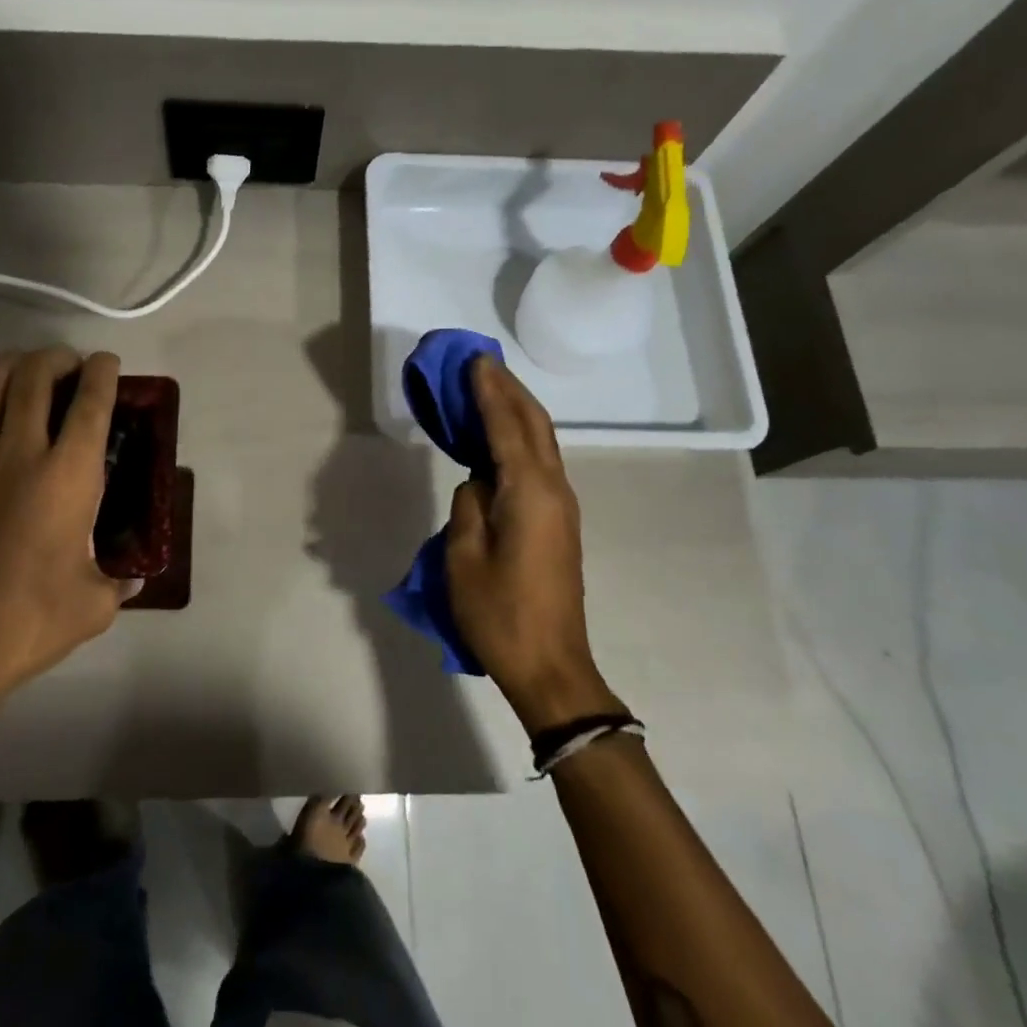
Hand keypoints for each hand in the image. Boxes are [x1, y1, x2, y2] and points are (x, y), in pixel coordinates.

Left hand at [0, 347, 132, 730]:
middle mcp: (18, 453)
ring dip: (12, 365)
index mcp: (67, 476)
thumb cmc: (27, 623)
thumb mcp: (93, 606)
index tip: (107, 363)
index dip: (102, 372)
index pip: (90, 402)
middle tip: (70, 367)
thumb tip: (133, 578)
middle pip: (34, 375)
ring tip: (27, 373)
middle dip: (57, 357)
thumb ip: (119, 583)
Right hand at [446, 357, 622, 733]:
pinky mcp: (559, 521)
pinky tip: (500, 436)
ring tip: (489, 387)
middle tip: (481, 363)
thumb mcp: (464, 557)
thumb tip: (477, 482)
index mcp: (529, 492)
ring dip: (517, 410)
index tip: (474, 360)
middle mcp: (554, 489)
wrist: (551, 666)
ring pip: (541, 441)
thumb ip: (468, 505)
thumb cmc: (500, 614)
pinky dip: (520, 437)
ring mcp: (562, 505)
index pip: (507, 426)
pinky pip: (540, 462)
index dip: (489, 391)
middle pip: (534, 424)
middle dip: (509, 390)